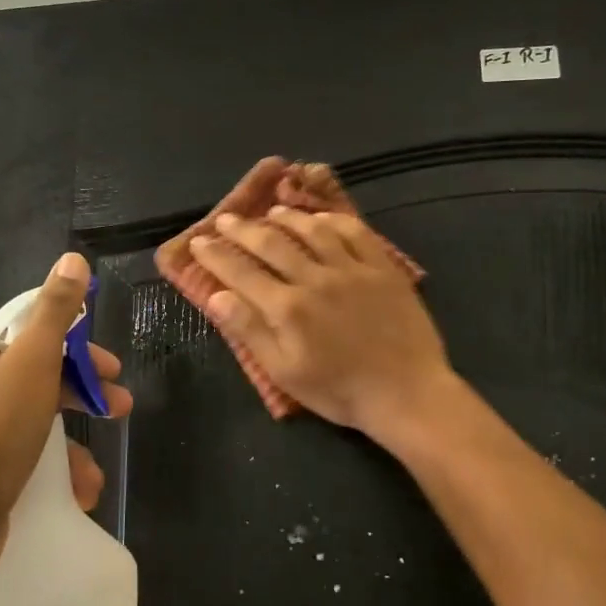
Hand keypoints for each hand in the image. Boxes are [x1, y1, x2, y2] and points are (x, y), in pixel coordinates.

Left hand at [0, 252, 132, 579]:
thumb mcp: (33, 361)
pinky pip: (24, 462)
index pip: (34, 339)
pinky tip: (77, 491)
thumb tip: (73, 259)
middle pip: (40, 382)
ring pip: (36, 427)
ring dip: (73, 445)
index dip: (78, 351)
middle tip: (119, 409)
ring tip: (94, 471)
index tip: (110, 370)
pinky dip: (53, 472)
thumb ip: (56, 311)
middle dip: (84, 397)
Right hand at [187, 206, 453, 439]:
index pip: (241, 273)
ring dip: (287, 218)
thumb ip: (250, 331)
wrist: (406, 393)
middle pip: (272, 244)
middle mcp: (315, 278)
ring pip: (313, 230)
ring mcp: (352, 269)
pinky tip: (322, 218)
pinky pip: (355, 232)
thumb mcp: (285, 372)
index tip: (199, 242)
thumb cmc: (340, 391)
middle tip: (226, 218)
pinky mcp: (382, 268)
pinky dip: (333, 220)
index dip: (216, 255)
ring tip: (271, 212)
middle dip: (243, 229)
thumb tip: (216, 297)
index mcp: (288, 308)